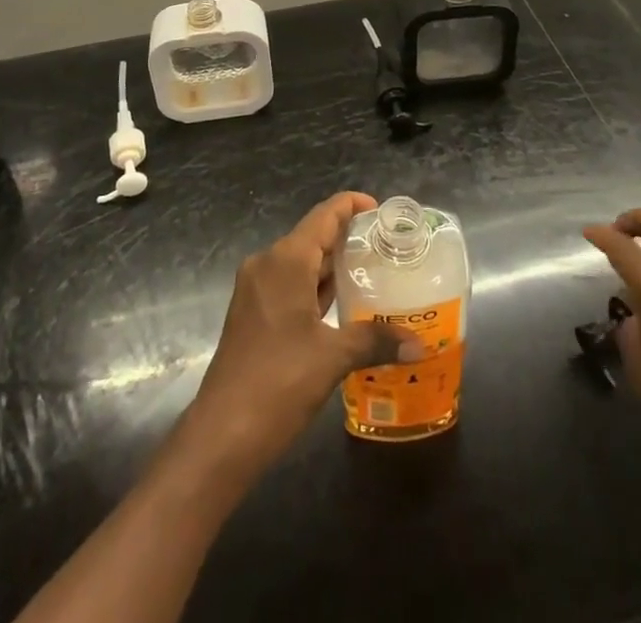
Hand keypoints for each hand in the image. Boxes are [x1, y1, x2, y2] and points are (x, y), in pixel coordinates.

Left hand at [187, 193, 416, 477]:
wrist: (221, 435)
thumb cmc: (278, 383)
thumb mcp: (332, 358)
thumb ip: (375, 342)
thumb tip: (419, 344)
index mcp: (285, 260)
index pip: (323, 216)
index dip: (351, 206)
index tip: (380, 210)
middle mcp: (267, 264)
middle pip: (312, 236)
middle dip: (347, 238)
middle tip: (386, 247)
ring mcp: (255, 289)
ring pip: (300, 262)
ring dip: (331, 265)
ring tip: (371, 271)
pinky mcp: (251, 313)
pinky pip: (289, 284)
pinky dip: (315, 287)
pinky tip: (341, 304)